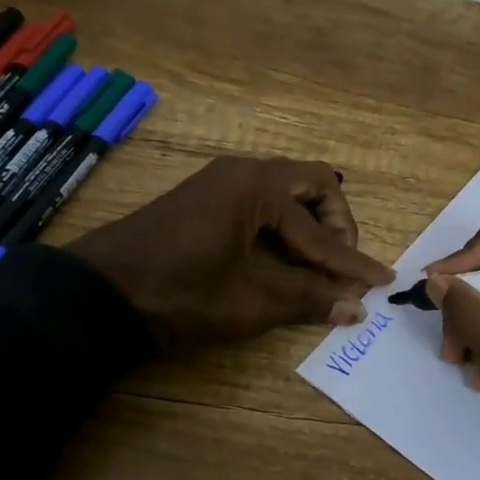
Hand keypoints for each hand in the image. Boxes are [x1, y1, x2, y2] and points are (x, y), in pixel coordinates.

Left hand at [65, 157, 393, 350]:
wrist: (97, 295)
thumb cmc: (179, 294)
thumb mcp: (249, 302)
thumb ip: (308, 299)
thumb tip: (356, 308)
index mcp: (258, 187)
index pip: (319, 231)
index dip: (352, 262)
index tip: (382, 282)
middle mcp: (244, 172)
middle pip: (312, 186)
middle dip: (335, 226)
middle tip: (339, 265)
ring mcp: (221, 182)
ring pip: (286, 192)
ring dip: (308, 226)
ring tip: (316, 267)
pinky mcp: (206, 199)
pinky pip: (261, 203)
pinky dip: (281, 228)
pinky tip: (282, 260)